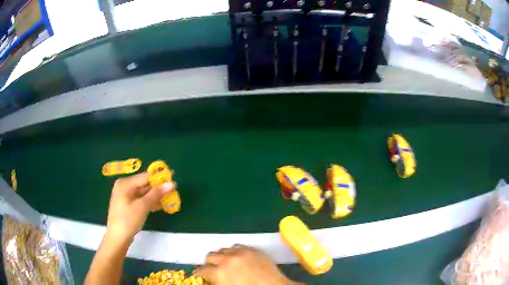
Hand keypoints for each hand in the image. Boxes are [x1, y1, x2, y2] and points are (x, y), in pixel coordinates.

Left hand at [106, 172, 173, 241]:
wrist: (118, 237)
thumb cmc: (128, 220)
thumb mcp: (143, 206)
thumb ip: (156, 194)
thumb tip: (171, 184)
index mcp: (125, 183)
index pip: (145, 177)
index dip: (159, 176)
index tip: (173, 176)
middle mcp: (124, 186)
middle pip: (144, 184)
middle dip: (158, 187)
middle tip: (173, 189)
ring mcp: (125, 196)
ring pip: (143, 193)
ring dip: (156, 196)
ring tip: (170, 198)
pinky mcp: (128, 205)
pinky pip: (141, 199)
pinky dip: (150, 202)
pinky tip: (160, 205)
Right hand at [194, 245, 300, 284]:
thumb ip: (217, 282)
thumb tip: (211, 280)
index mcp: (220, 273)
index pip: (202, 270)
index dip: (199, 274)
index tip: (201, 277)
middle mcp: (228, 259)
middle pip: (210, 256)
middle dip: (209, 264)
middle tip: (213, 270)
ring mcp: (241, 252)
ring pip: (223, 249)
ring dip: (221, 256)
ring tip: (226, 264)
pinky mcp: (253, 249)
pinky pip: (237, 246)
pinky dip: (234, 252)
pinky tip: (238, 258)